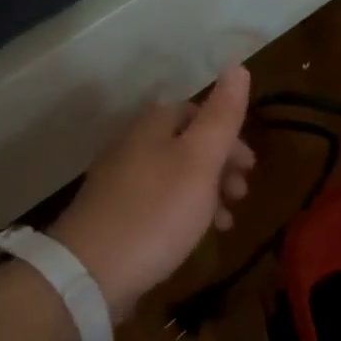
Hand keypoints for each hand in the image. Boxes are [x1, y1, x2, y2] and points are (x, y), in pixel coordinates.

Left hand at [48, 66, 254, 324]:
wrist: (89, 274)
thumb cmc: (156, 212)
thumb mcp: (200, 160)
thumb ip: (222, 115)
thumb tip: (238, 66)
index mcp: (152, 127)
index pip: (195, 111)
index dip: (228, 133)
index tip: (250, 165)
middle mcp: (132, 147)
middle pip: (185, 144)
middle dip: (220, 165)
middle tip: (242, 194)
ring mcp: (119, 184)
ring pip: (174, 176)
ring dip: (206, 192)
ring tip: (226, 222)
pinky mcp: (113, 217)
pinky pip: (158, 204)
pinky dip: (183, 213)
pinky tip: (192, 238)